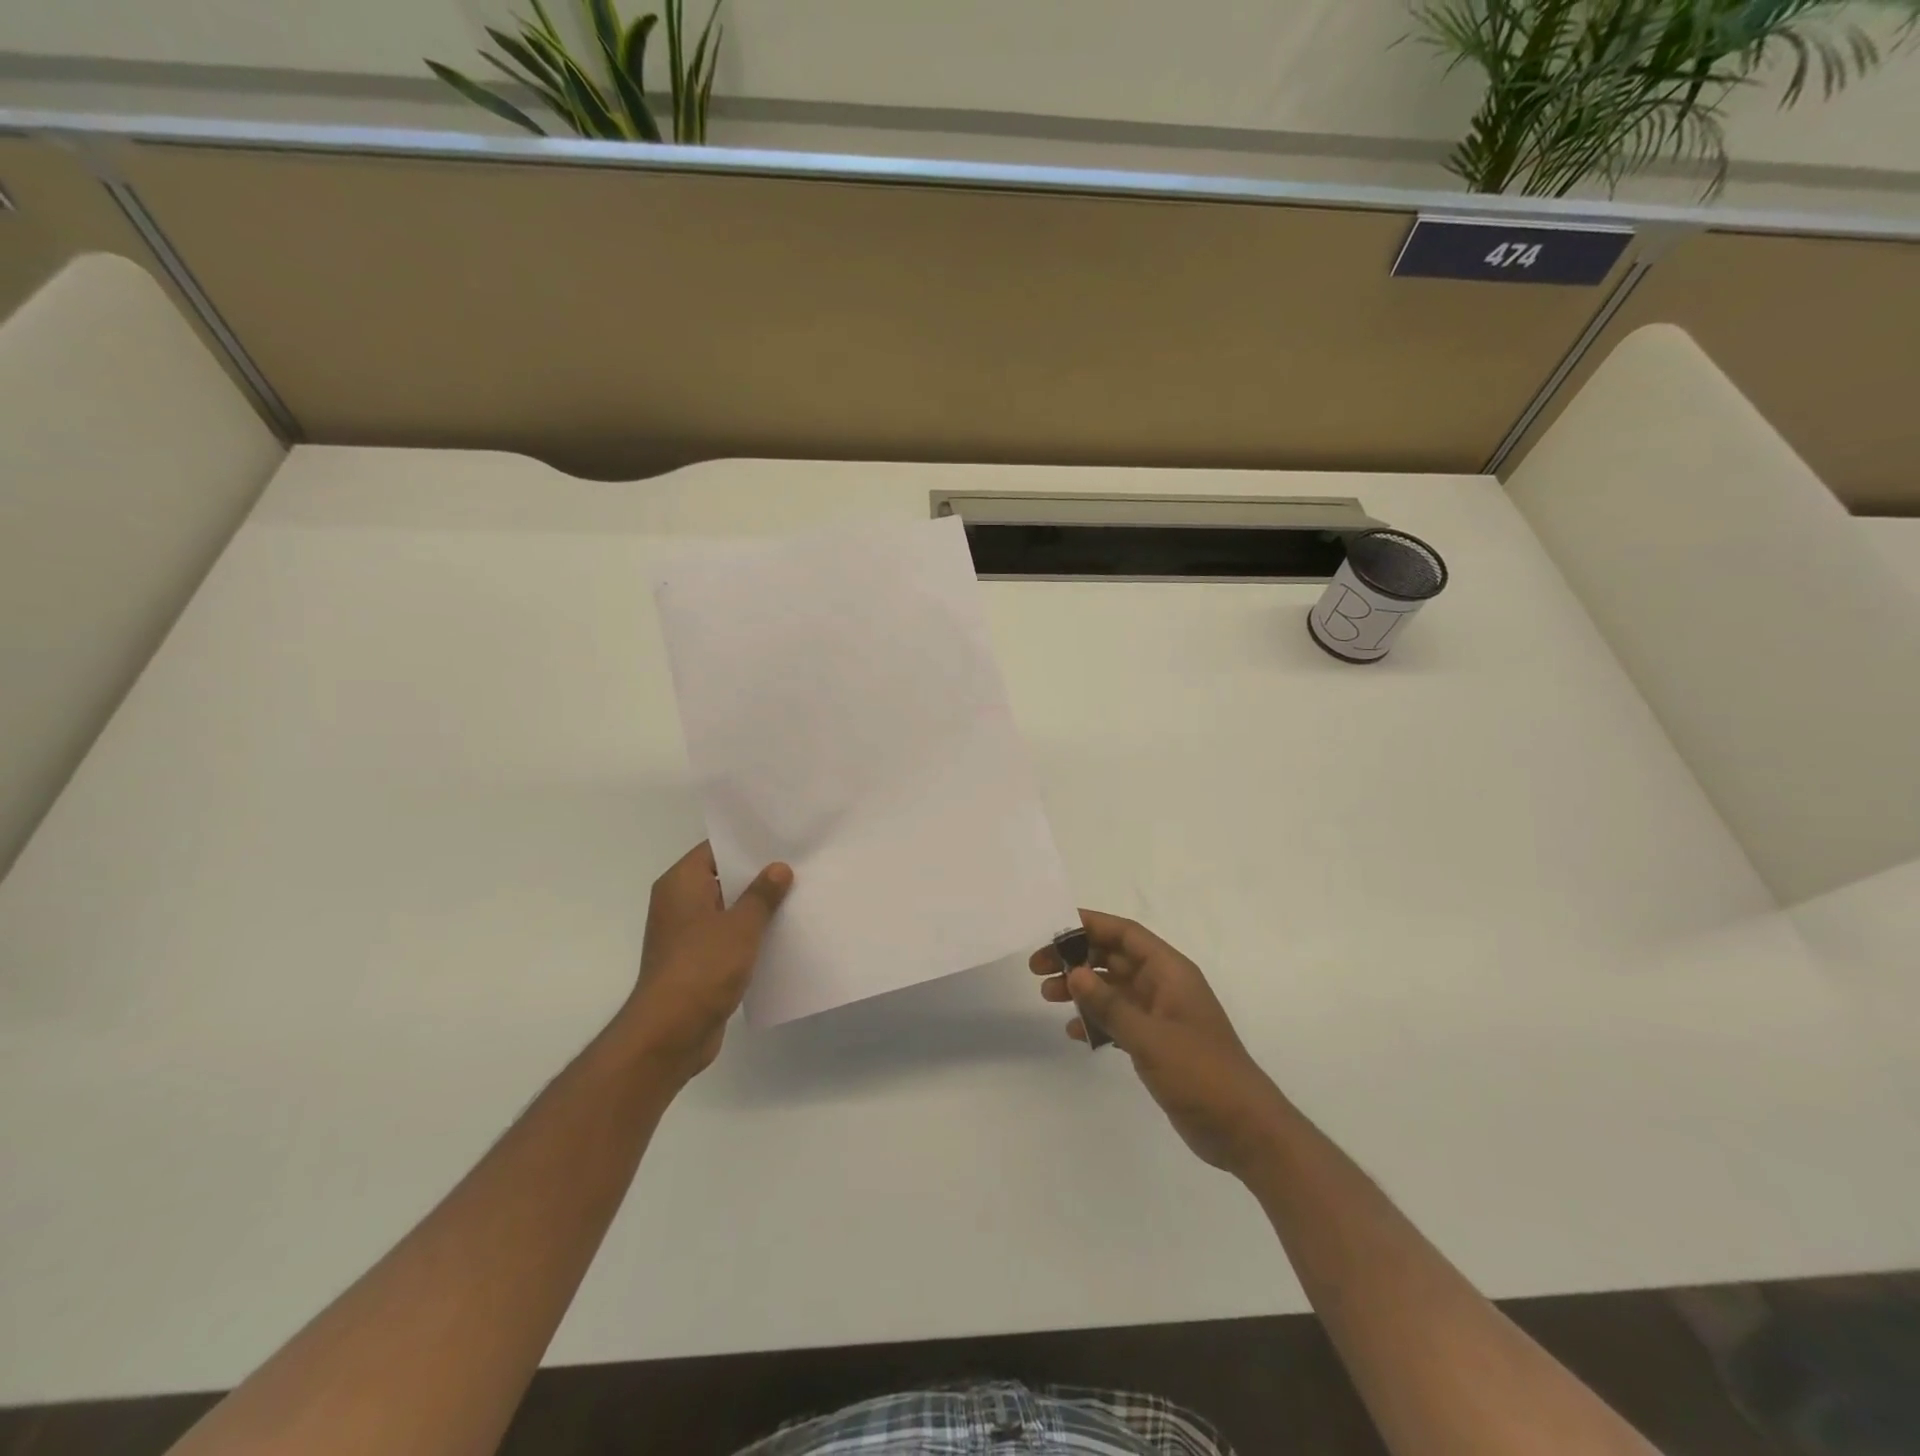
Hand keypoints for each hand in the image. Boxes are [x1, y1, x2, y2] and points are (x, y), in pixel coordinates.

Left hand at [619, 842, 791, 1082]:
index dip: (746, 844)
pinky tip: (781, 935)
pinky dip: (749, 936)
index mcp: (680, 884)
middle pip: (721, 879)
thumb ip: (762, 894)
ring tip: (797, 897)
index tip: (780, 840)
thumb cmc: (702, 967)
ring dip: (756, 909)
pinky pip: (726, 939)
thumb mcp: (741, 925)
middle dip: (757, 876)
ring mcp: (686, 936)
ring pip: (726, 911)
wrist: (670, 1033)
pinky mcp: (696, 963)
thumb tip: (778, 868)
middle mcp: (678, 904)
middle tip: (798, 866)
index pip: (714, 850)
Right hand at [1032, 911, 1287, 1178]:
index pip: (1126, 934)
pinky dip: (1097, 1021)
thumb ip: (1110, 1004)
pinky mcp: (1158, 1044)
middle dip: (1076, 959)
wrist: (1244, 1129)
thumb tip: (1074, 972)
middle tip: (1038, 968)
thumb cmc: (1202, 1073)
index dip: (1091, 925)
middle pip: (1114, 959)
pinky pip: (1119, 1020)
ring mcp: (1161, 1016)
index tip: (1053, 928)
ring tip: (1047, 997)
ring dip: (1082, 990)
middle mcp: (1164, 986)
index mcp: (1171, 972)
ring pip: (1113, 989)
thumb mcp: (1150, 1037)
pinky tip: (1074, 1032)